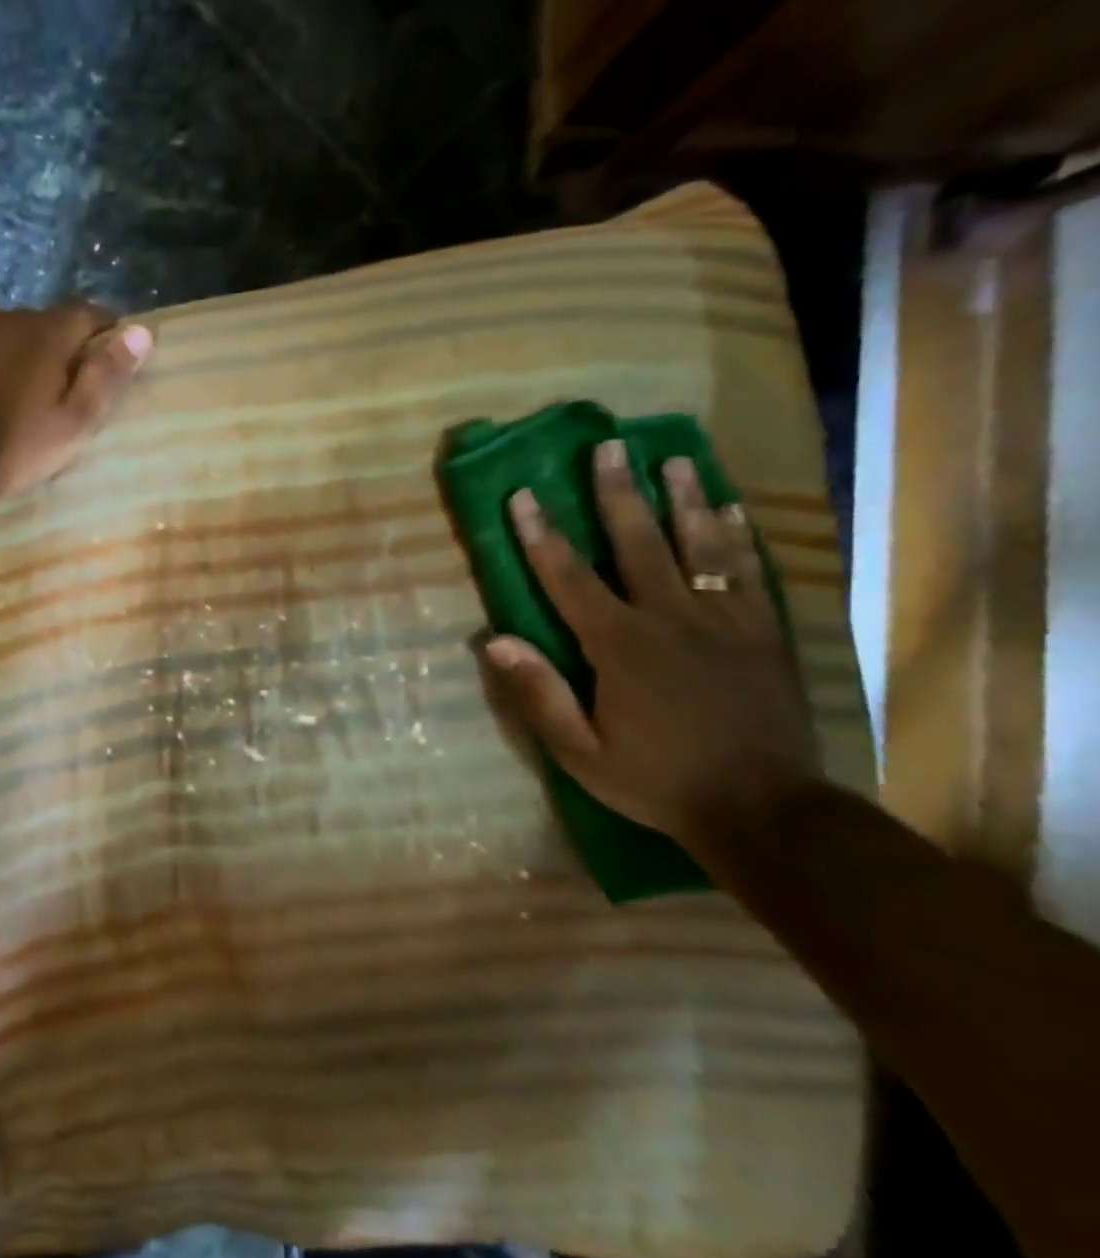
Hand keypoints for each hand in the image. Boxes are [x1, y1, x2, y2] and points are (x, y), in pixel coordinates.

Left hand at [0, 302, 152, 503]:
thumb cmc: (16, 446)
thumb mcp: (75, 421)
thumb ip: (108, 374)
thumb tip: (142, 332)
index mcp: (50, 332)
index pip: (91, 312)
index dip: (106, 330)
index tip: (110, 354)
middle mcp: (11, 315)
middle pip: (49, 321)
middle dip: (61, 344)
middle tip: (63, 383)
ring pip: (11, 330)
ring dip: (23, 349)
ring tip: (20, 388)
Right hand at [481, 439, 820, 850]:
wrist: (764, 811)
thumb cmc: (657, 781)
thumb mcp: (580, 751)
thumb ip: (538, 694)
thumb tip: (493, 641)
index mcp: (619, 647)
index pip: (569, 578)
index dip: (542, 535)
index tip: (523, 495)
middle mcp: (670, 620)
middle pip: (639, 543)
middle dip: (619, 493)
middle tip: (609, 446)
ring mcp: (725, 623)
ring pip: (702, 548)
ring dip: (685, 500)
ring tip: (675, 459)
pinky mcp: (764, 635)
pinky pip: (751, 574)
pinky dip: (740, 537)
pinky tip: (732, 508)